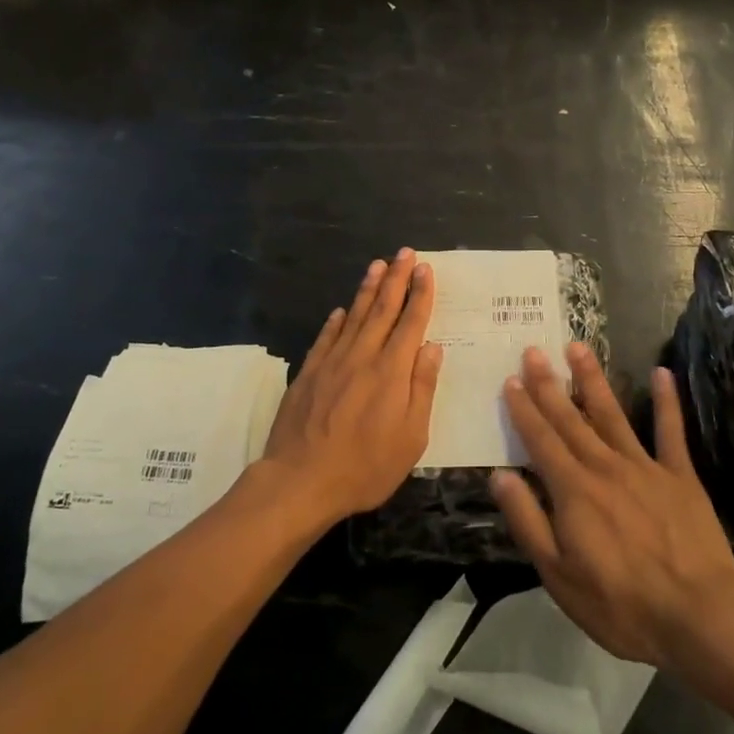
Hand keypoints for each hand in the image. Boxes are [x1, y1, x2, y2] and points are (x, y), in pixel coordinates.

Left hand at [261, 249, 442, 522]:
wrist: (300, 481)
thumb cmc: (365, 466)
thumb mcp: (411, 437)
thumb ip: (422, 388)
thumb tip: (432, 348)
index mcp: (391, 371)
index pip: (410, 322)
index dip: (420, 294)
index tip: (425, 269)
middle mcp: (362, 356)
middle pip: (382, 309)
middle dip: (396, 279)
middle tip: (405, 252)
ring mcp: (332, 362)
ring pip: (353, 316)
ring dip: (367, 289)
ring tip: (377, 264)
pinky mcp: (309, 373)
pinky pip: (326, 337)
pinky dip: (335, 321)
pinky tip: (341, 310)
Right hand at [491, 345, 733, 668]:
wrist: (698, 614)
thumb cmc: (620, 603)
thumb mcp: (558, 574)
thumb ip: (528, 521)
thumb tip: (500, 476)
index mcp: (572, 490)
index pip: (540, 440)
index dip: (523, 409)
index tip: (510, 380)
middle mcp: (604, 466)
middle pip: (570, 418)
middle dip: (549, 383)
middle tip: (534, 350)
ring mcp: (644, 466)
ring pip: (612, 413)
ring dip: (592, 379)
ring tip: (578, 347)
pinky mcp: (679, 475)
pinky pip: (670, 431)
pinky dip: (666, 402)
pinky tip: (662, 373)